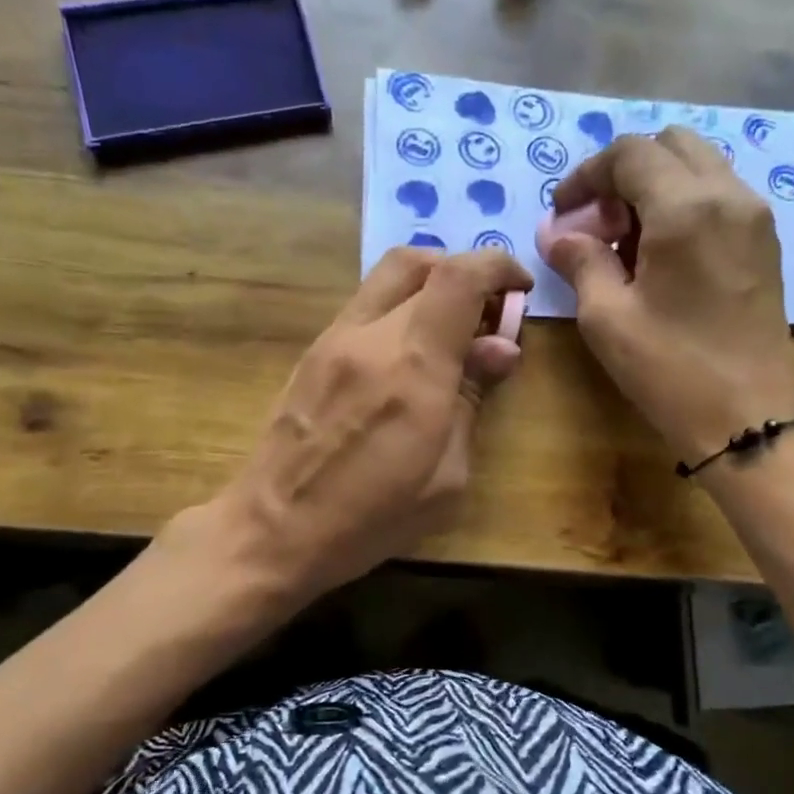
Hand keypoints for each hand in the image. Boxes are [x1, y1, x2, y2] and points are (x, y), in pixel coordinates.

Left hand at [189, 246, 531, 609]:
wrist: (272, 531)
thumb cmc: (371, 518)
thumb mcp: (446, 477)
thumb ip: (472, 401)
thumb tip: (500, 347)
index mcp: (414, 366)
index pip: (460, 277)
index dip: (498, 267)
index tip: (520, 289)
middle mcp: (371, 335)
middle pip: (421, 262)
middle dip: (466, 273)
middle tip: (487, 312)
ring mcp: (334, 339)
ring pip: (387, 276)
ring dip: (430, 286)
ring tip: (451, 332)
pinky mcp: (312, 353)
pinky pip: (365, 306)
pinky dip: (400, 308)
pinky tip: (409, 355)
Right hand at [540, 127, 793, 465]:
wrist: (748, 418)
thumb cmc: (671, 370)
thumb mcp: (608, 318)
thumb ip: (580, 262)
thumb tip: (559, 234)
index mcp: (686, 208)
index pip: (630, 154)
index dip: (587, 175)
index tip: (562, 212)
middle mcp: (729, 196)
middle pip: (670, 146)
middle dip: (624, 173)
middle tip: (598, 223)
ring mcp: (755, 218)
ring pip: (699, 167)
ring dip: (656, 187)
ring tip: (627, 241)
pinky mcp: (766, 244)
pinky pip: (720, 196)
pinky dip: (684, 204)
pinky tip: (662, 254)